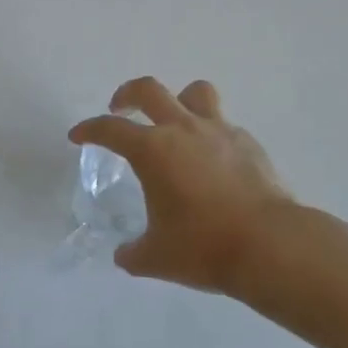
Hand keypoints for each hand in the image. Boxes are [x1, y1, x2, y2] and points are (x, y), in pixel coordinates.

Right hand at [70, 78, 292, 294]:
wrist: (269, 244)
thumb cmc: (205, 247)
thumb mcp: (157, 257)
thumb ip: (134, 253)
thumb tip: (124, 255)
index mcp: (153, 150)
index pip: (110, 129)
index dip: (90, 129)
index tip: (78, 135)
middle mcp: (182, 129)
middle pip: (149, 90)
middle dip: (127, 94)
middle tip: (120, 108)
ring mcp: (218, 130)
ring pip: (194, 92)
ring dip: (177, 99)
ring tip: (173, 120)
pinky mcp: (247, 141)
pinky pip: (222, 123)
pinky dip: (209, 131)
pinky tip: (210, 158)